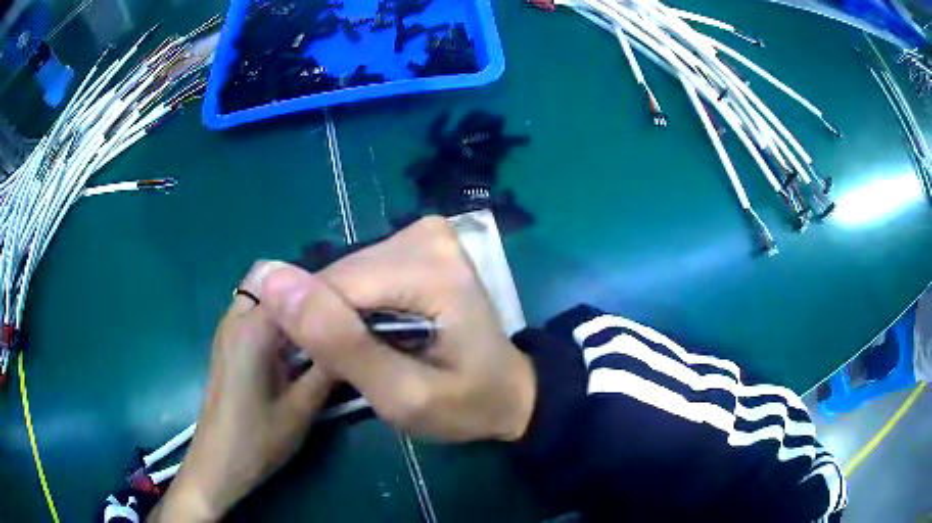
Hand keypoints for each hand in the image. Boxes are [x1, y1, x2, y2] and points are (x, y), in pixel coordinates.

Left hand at [150, 264, 333, 521]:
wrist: (218, 463)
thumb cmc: (258, 439)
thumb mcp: (302, 408)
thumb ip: (328, 368)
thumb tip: (356, 338)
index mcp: (252, 329)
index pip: (291, 281)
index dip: (323, 286)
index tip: (351, 303)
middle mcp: (235, 318)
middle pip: (270, 276)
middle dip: (302, 289)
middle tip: (332, 317)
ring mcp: (227, 330)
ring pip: (261, 293)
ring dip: (289, 304)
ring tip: (320, 331)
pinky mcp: (227, 344)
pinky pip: (254, 313)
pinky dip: (276, 318)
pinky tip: (296, 349)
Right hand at [258, 217, 536, 441]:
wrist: (508, 391)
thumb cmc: (465, 404)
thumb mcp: (402, 394)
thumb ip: (340, 343)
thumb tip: (273, 281)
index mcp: (431, 267)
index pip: (334, 286)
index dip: (314, 331)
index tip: (328, 370)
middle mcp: (424, 234)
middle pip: (338, 277)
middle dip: (329, 323)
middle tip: (355, 367)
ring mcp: (422, 233)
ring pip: (343, 274)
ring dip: (339, 315)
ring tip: (366, 352)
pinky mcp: (417, 241)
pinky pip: (359, 272)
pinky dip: (353, 305)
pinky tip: (373, 330)